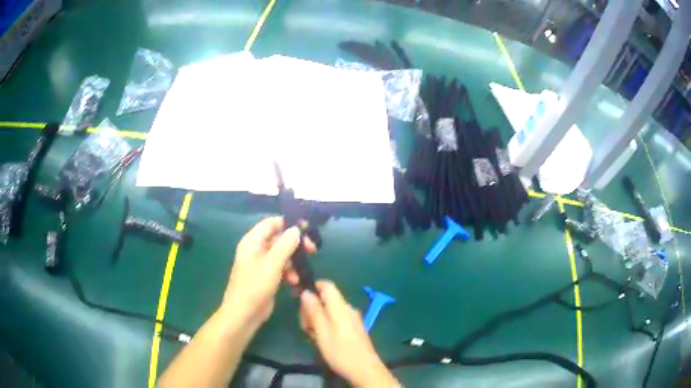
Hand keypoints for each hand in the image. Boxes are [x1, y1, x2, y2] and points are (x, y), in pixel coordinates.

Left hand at [223, 217, 315, 328]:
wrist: (244, 314)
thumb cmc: (254, 286)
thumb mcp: (272, 264)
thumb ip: (285, 245)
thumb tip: (296, 229)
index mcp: (252, 241)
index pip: (271, 223)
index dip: (288, 223)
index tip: (306, 228)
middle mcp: (256, 249)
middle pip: (279, 239)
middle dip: (295, 245)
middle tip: (312, 250)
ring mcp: (262, 264)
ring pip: (282, 255)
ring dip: (293, 262)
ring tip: (299, 273)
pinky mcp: (267, 276)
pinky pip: (281, 268)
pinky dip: (289, 273)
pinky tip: (294, 282)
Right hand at [299, 282, 398, 387]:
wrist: (365, 369)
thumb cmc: (341, 352)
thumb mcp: (322, 332)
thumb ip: (314, 311)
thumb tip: (306, 292)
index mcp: (340, 307)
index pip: (327, 286)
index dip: (312, 287)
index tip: (299, 299)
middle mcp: (348, 309)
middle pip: (325, 299)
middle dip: (311, 309)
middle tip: (306, 327)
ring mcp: (352, 319)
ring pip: (329, 311)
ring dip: (317, 320)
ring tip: (314, 337)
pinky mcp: (354, 328)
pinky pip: (336, 320)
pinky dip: (326, 326)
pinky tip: (323, 340)